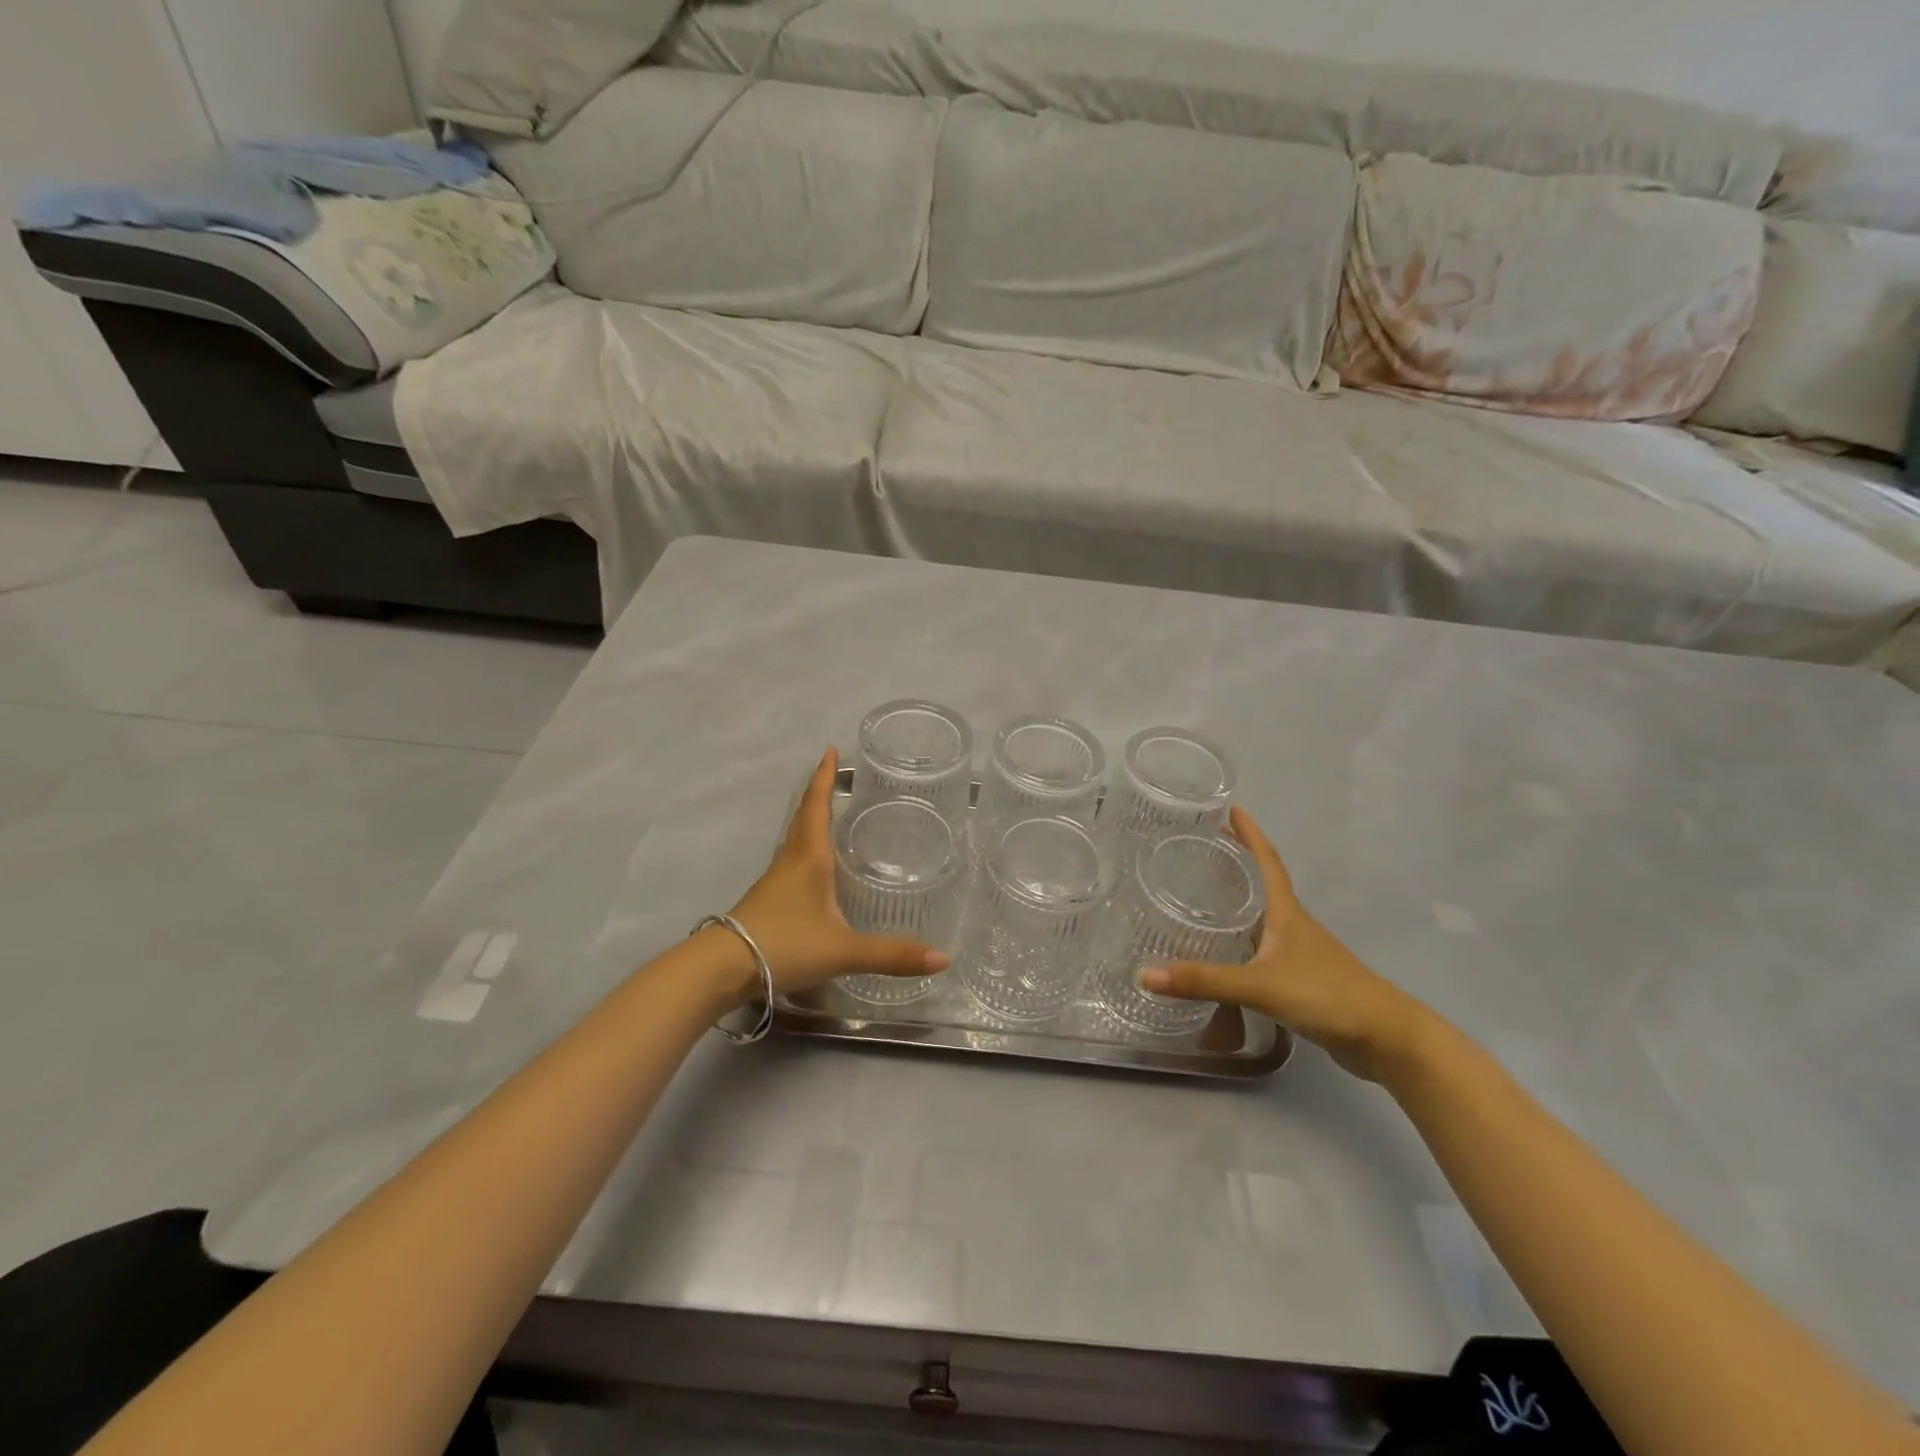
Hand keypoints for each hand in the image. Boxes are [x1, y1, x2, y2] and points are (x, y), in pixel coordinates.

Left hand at [723, 748, 950, 996]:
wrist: (723, 969)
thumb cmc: (783, 945)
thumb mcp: (842, 950)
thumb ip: (891, 954)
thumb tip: (943, 958)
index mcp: (809, 858)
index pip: (817, 807)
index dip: (824, 778)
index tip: (830, 750)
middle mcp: (790, 862)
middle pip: (803, 818)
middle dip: (818, 794)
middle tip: (834, 776)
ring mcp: (775, 882)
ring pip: (795, 840)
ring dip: (810, 821)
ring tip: (830, 815)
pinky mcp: (768, 902)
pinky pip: (791, 863)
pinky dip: (805, 851)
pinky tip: (816, 869)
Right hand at [1140, 807, 1439, 1082]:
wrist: (1388, 1040)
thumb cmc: (1328, 996)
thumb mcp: (1261, 986)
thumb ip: (1205, 980)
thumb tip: (1144, 974)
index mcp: (1287, 913)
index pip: (1268, 861)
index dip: (1250, 833)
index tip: (1230, 807)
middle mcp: (1293, 926)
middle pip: (1263, 883)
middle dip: (1236, 862)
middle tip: (1200, 847)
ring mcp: (1300, 953)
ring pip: (1262, 918)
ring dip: (1238, 902)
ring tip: (1202, 894)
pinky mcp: (1301, 980)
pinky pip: (1262, 949)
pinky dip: (1242, 942)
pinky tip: (1224, 952)